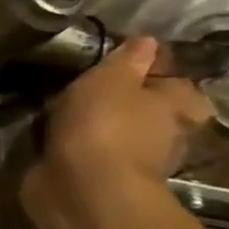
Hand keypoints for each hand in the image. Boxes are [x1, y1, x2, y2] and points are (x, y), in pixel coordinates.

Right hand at [25, 36, 214, 213]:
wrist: (83, 189)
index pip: (173, 79)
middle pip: (145, 108)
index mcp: (178, 105)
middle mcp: (164, 133)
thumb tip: (147, 40)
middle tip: (84, 82)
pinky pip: (86, 151)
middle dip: (121, 98)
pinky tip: (49, 132)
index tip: (118, 61)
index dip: (150, 69)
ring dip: (94, 122)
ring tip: (59, 104)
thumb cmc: (104, 126)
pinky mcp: (97, 176)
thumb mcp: (111, 80)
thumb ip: (127, 60)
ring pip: (114, 130)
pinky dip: (73, 142)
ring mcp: (130, 158)